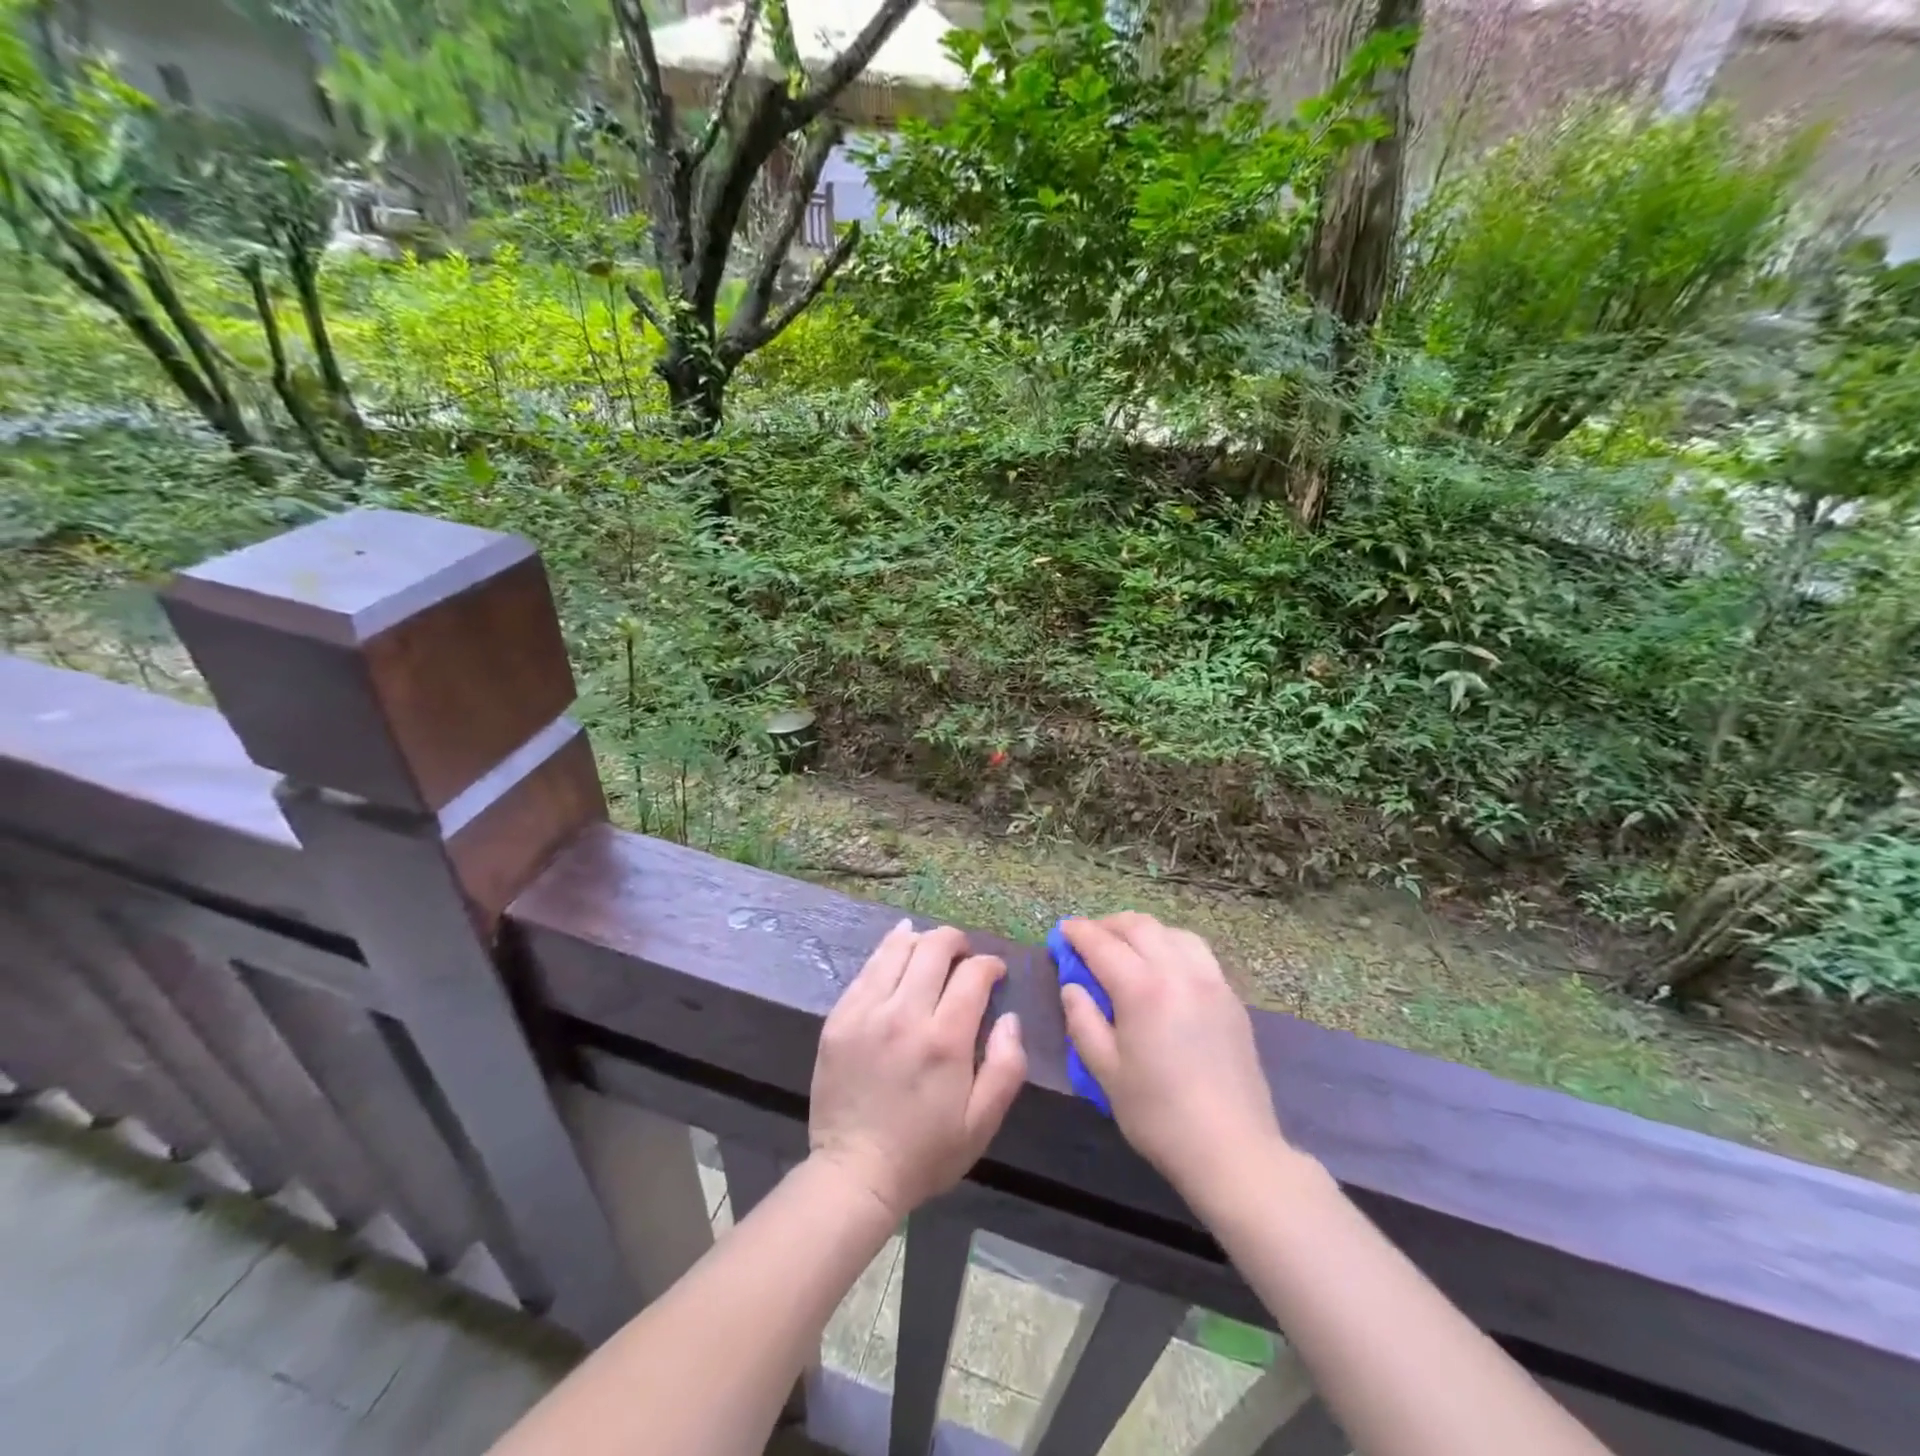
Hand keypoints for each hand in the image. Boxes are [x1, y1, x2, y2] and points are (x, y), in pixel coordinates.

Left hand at [808, 919, 1026, 1220]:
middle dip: (957, 942)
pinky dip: (888, 951)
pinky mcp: (839, 1017)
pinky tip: (899, 947)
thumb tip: (1010, 1018)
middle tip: (965, 955)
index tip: (995, 973)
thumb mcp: (981, 1123)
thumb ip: (1006, 1066)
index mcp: (944, 1040)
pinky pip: (867, 968)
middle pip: (934, 948)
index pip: (972, 974)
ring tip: (932, 951)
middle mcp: (904, 1015)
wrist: (855, 1173)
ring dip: (922, 940)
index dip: (990, 965)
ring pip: (898, 949)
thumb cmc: (925, 1152)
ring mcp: (866, 1012)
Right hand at [1060, 913, 1290, 1206]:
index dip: (1078, 933)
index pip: (1102, 944)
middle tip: (1089, 938)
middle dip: (1109, 925)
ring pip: (1172, 933)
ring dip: (1143, 931)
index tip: (1062, 931)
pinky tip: (1164, 968)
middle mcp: (1179, 972)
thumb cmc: (1159, 1115)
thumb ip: (1083, 1022)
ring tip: (1127, 948)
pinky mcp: (1231, 997)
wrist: (1233, 1150)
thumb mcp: (1105, 1072)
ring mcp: (1211, 981)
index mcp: (1143, 989)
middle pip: (1140, 927)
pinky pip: (1197, 953)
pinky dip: (1172, 946)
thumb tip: (1072, 987)